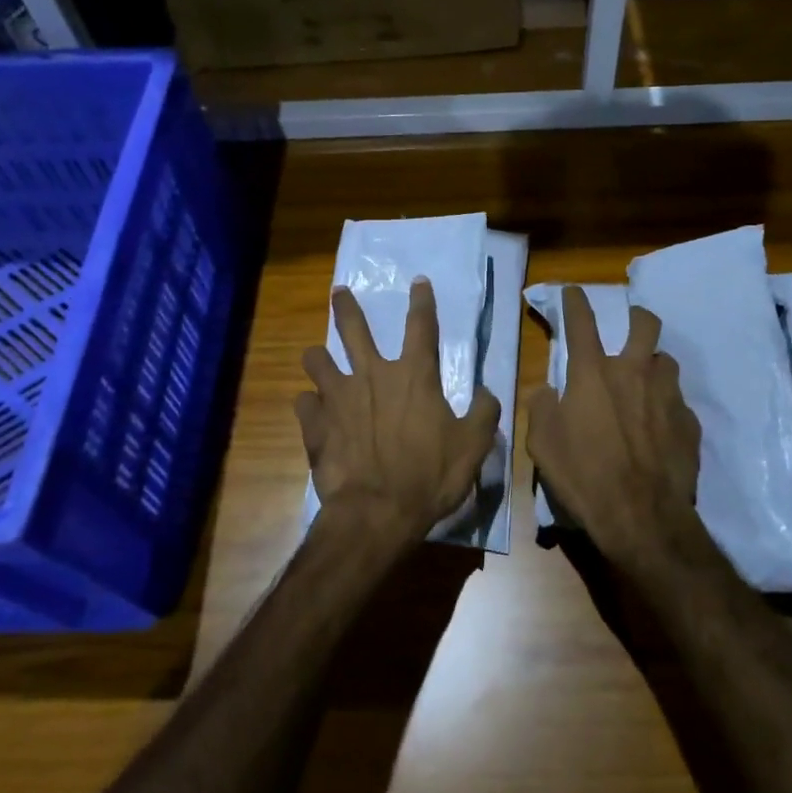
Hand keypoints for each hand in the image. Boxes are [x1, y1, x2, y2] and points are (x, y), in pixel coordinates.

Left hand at [297, 280, 501, 557]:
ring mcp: (338, 397)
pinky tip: (313, 410)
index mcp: (414, 376)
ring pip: (317, 359)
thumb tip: (487, 392)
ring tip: (317, 356)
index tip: (418, 281)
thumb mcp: (473, 446)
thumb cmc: (430, 476)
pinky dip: (309, 404)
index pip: (421, 326)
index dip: (422, 301)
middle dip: (345, 306)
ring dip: (318, 356)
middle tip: (338, 292)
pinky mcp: (315, 424)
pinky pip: (304, 402)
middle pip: (353, 328)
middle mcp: (372, 375)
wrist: (377, 512)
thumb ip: (484, 413)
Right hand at [526, 285, 702, 570]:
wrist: (643, 517)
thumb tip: (547, 389)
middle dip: (635, 317)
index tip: (573, 290)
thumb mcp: (542, 443)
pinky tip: (659, 426)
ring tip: (645, 381)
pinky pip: (678, 401)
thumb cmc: (584, 476)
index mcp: (593, 374)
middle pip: (644, 324)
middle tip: (628, 327)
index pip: (582, 322)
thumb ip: (541, 406)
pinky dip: (667, 404)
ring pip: (667, 360)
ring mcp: (668, 396)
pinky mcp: (690, 423)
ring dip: (654, 363)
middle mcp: (634, 373)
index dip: (575, 301)